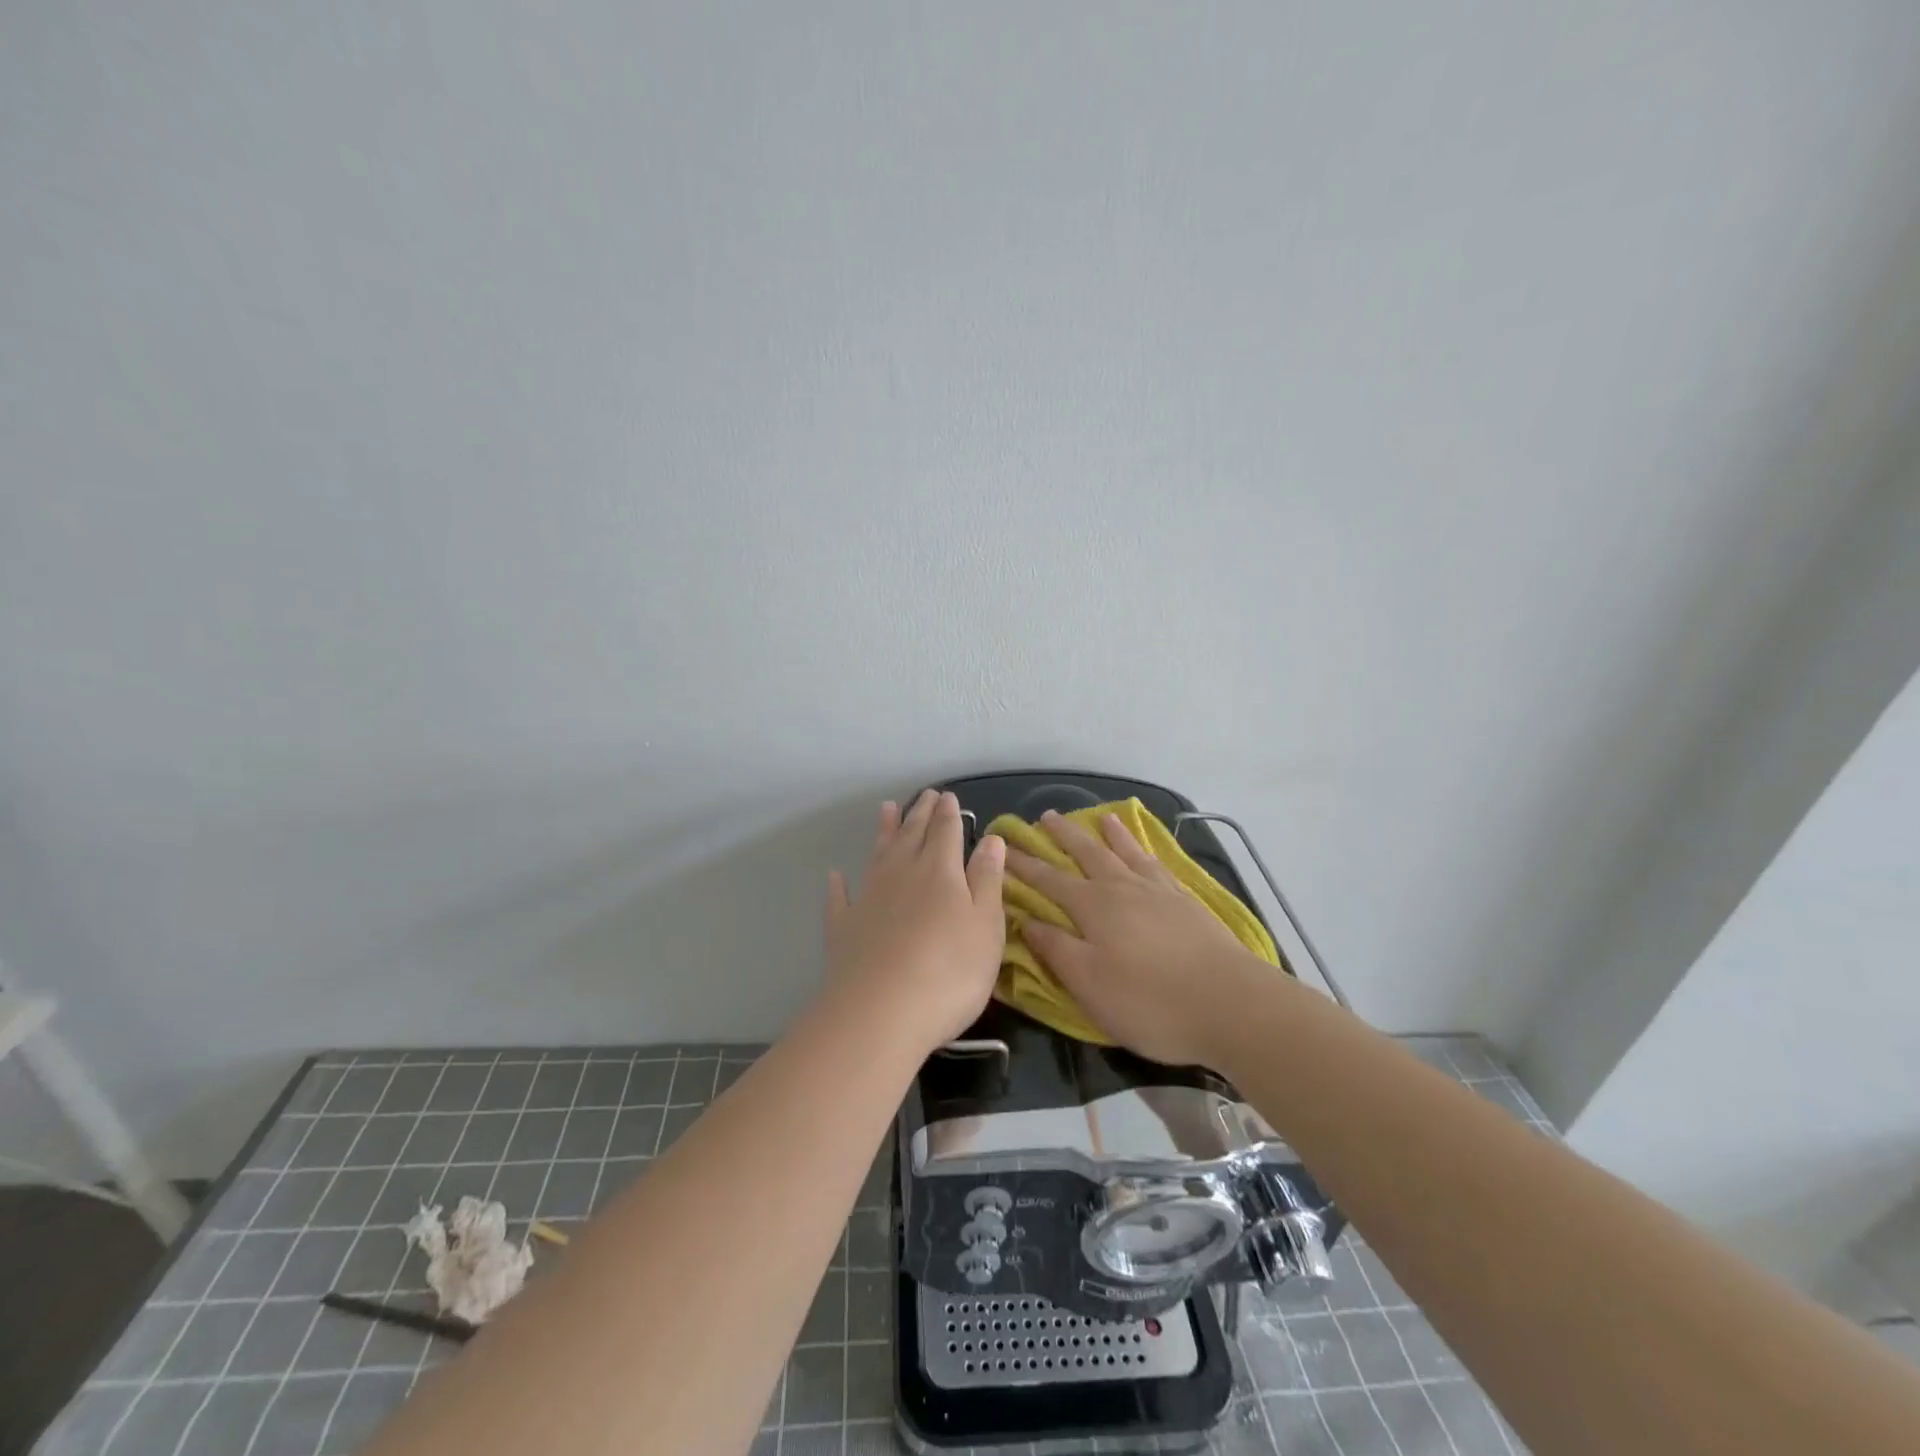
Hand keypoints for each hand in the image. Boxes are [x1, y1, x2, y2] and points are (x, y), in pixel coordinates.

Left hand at [824, 790, 1006, 1054]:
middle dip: (920, 814)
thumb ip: (987, 879)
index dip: (949, 814)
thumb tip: (991, 839)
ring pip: (878, 855)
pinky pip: (840, 898)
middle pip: (912, 835)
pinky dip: (838, 885)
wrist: (879, 1013)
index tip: (948, 796)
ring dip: (884, 831)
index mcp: (940, 871)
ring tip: (886, 808)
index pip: (946, 832)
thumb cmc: (949, 971)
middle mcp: (901, 874)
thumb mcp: (985, 925)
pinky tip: (836, 876)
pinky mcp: (843, 928)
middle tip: (925, 794)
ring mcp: (868, 899)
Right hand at [1008, 810, 1280, 1066]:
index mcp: (1093, 907)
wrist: (1231, 1004)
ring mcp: (1158, 891)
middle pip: (1086, 853)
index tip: (1002, 848)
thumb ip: (1055, 949)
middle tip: (1044, 817)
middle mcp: (1122, 888)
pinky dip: (1145, 850)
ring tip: (1100, 817)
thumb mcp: (1089, 984)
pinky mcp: (1186, 902)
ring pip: (1125, 852)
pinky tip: (1145, 850)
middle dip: (1062, 836)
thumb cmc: (1150, 1001)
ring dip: (1108, 834)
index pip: (1048, 880)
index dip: (1023, 865)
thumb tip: (1024, 919)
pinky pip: (1157, 864)